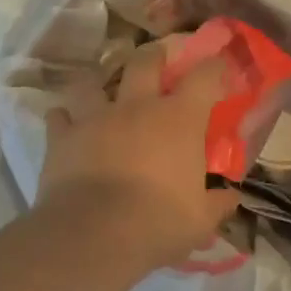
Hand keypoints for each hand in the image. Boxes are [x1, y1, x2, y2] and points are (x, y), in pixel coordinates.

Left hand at [36, 43, 240, 270]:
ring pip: (94, 81)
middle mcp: (138, 106)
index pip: (205, 77)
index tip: (220, 66)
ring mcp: (96, 118)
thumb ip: (218, 203)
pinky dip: (64, 117)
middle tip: (159, 58)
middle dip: (155, 55)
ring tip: (103, 89)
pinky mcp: (63, 138)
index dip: (215, 66)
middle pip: (146, 61)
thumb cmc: (159, 222)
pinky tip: (67, 123)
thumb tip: (231, 197)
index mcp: (180, 119)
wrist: (94, 235)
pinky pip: (59, 116)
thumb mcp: (200, 219)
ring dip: (100, 82)